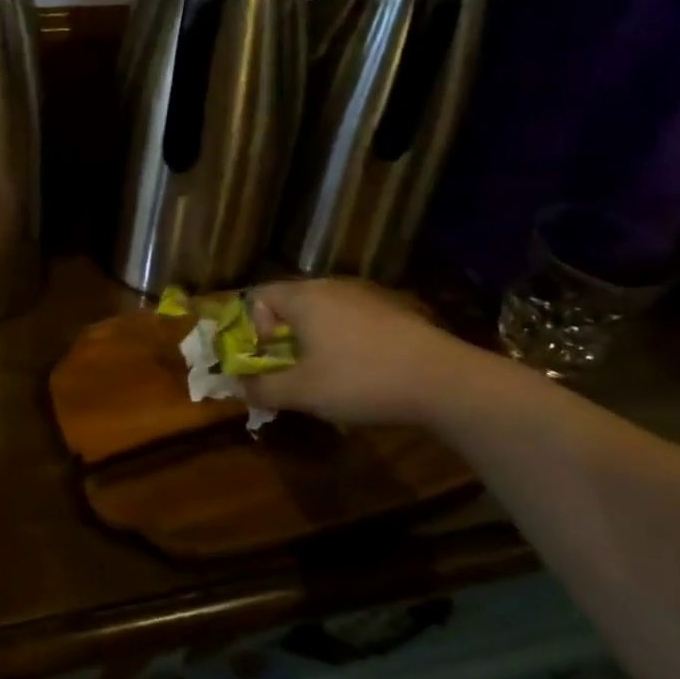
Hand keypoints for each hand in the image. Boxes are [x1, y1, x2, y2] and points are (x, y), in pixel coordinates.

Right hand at [246, 278, 486, 427]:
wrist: (442, 380)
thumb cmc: (360, 380)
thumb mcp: (304, 392)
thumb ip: (264, 388)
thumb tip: (237, 386)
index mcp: (304, 297)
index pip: (259, 295)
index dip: (253, 327)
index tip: (267, 358)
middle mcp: (331, 286)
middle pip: (291, 302)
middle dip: (282, 336)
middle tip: (289, 370)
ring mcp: (365, 295)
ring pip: (323, 311)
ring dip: (313, 339)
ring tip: (324, 374)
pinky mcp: (392, 310)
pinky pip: (351, 319)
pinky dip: (343, 340)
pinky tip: (360, 371)